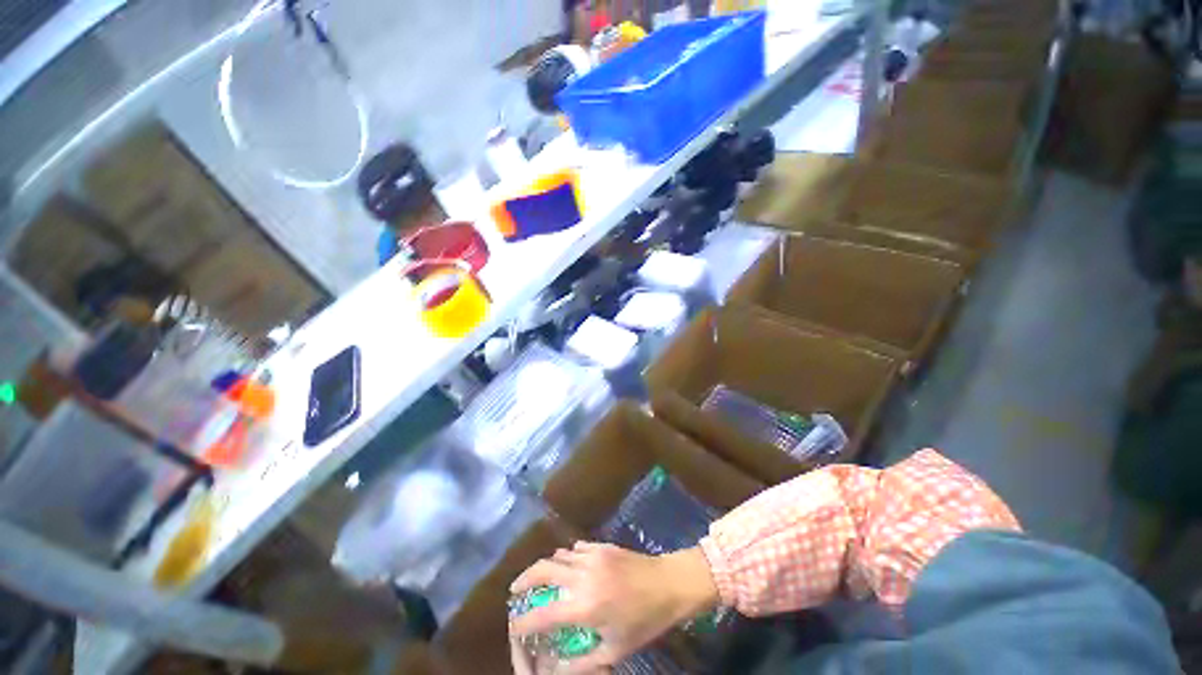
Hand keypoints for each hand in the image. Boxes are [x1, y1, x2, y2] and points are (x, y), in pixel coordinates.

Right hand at [509, 541, 717, 671]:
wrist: (680, 584)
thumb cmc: (650, 620)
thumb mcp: (619, 648)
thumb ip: (585, 662)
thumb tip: (558, 672)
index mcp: (583, 607)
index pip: (540, 616)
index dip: (522, 623)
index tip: (515, 627)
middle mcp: (581, 579)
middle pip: (539, 573)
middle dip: (522, 582)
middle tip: (515, 591)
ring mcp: (592, 559)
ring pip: (555, 558)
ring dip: (542, 569)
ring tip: (539, 580)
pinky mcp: (604, 548)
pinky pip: (574, 550)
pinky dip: (565, 558)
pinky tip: (568, 565)